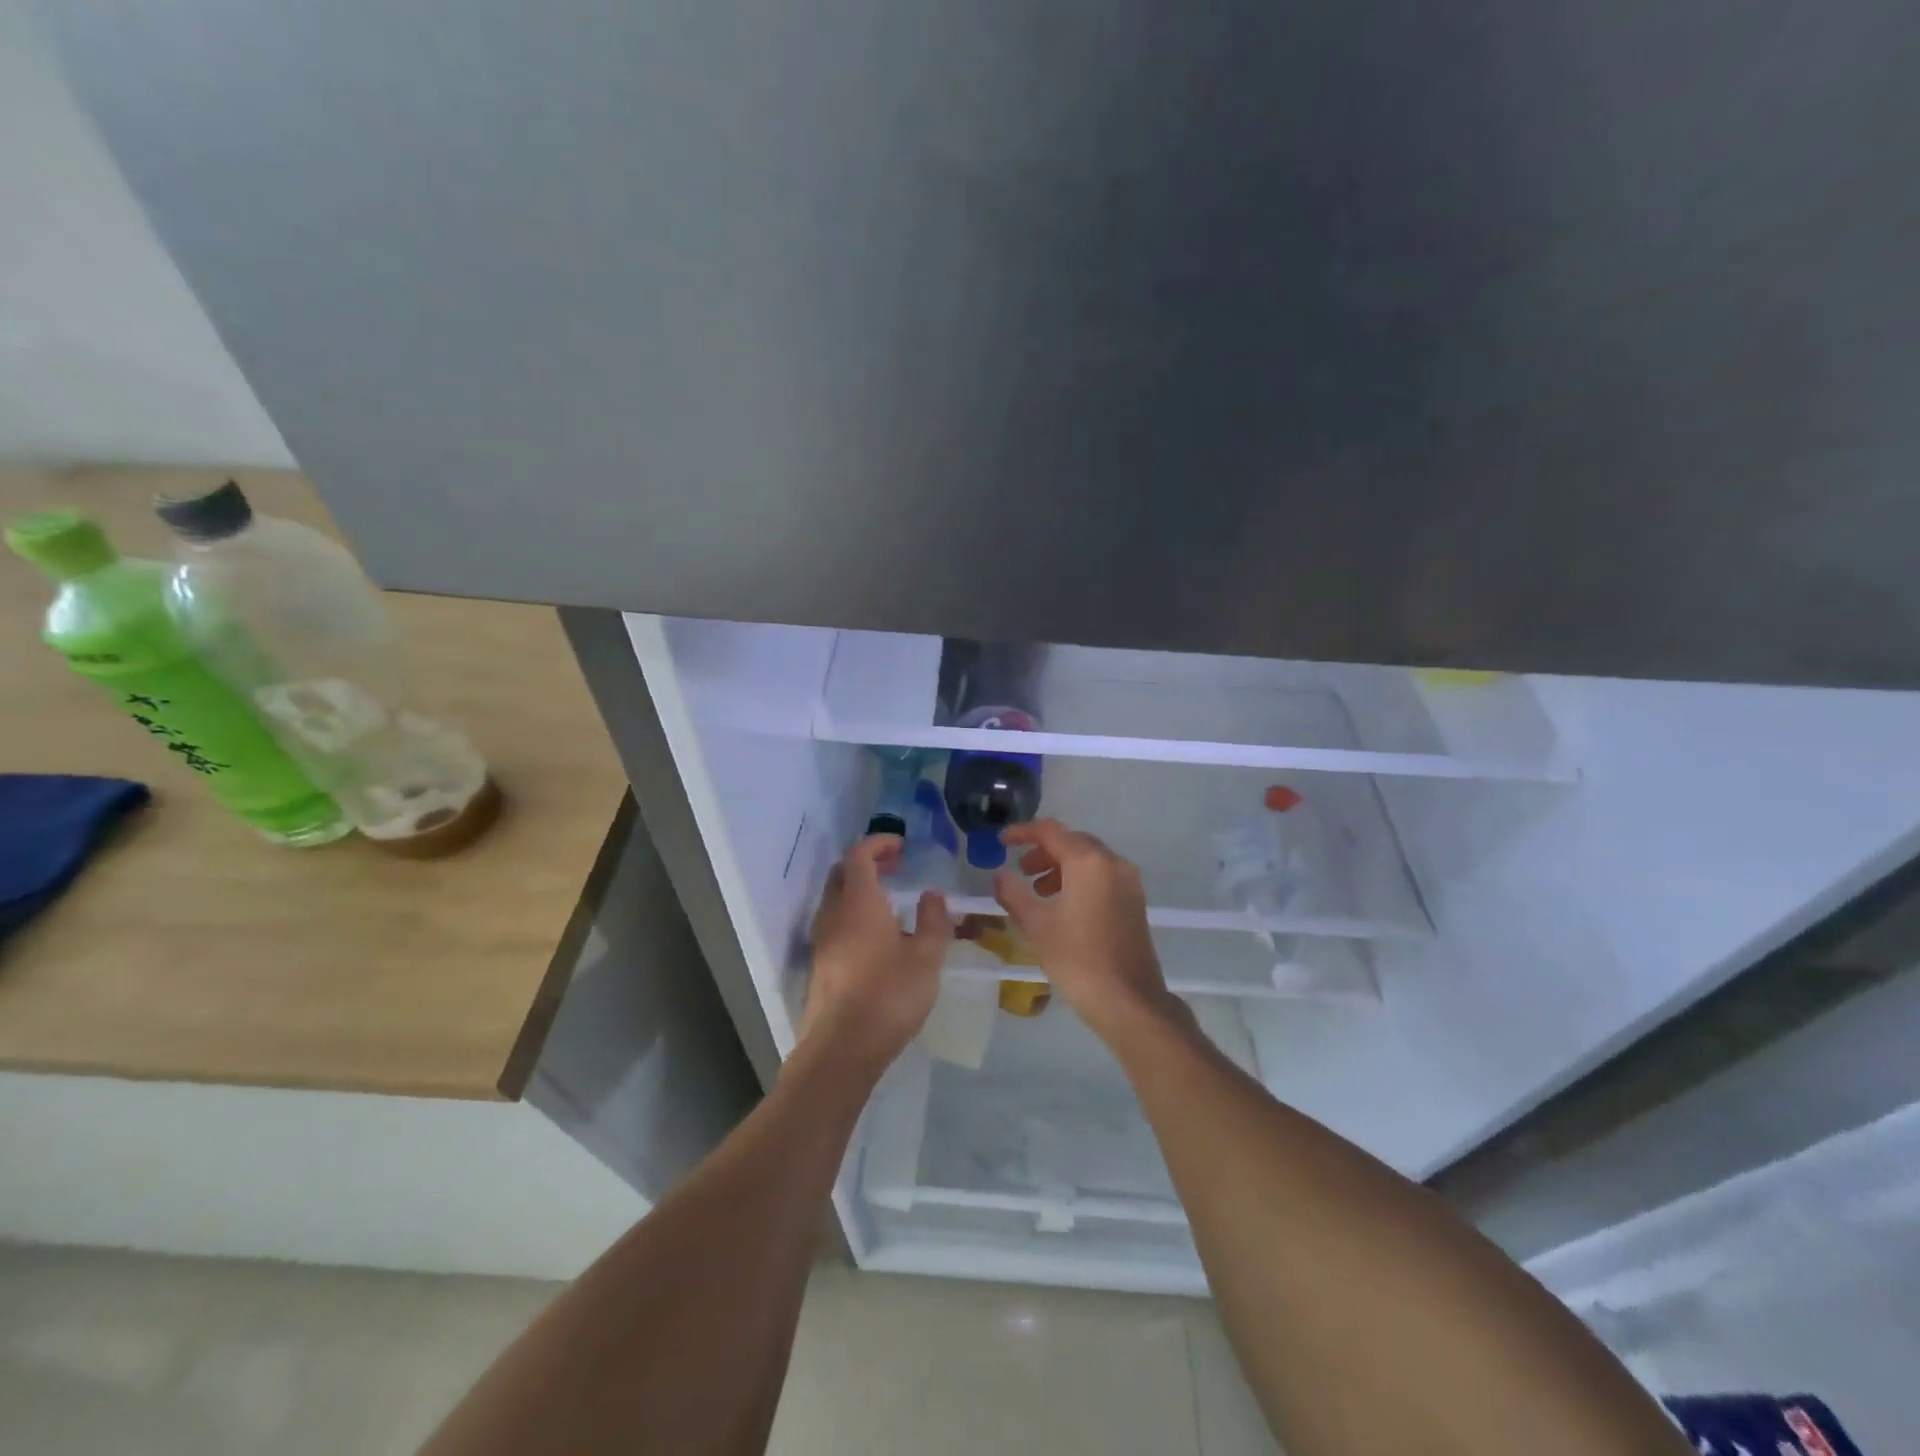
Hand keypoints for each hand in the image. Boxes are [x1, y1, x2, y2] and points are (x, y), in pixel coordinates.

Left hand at [801, 835, 951, 1072]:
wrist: (842, 1048)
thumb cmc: (889, 995)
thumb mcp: (927, 957)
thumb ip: (934, 920)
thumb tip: (933, 894)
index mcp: (858, 903)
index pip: (859, 856)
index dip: (878, 844)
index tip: (901, 845)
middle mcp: (833, 914)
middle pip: (841, 873)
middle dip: (866, 862)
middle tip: (894, 866)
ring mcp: (822, 940)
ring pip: (835, 898)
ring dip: (858, 888)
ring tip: (889, 899)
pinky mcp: (820, 963)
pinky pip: (834, 922)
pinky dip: (852, 912)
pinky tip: (876, 935)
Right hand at [991, 819, 1179, 1045]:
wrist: (1129, 1001)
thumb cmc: (1077, 959)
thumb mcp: (1036, 925)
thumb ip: (1013, 893)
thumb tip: (1000, 875)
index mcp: (1088, 862)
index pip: (1050, 831)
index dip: (1022, 832)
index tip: (1001, 842)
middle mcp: (1113, 863)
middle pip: (1073, 842)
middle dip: (1043, 851)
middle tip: (1020, 871)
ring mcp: (1129, 882)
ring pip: (1089, 860)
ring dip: (1060, 867)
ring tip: (1038, 892)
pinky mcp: (1135, 901)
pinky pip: (1102, 876)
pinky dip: (1079, 880)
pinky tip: (1063, 907)